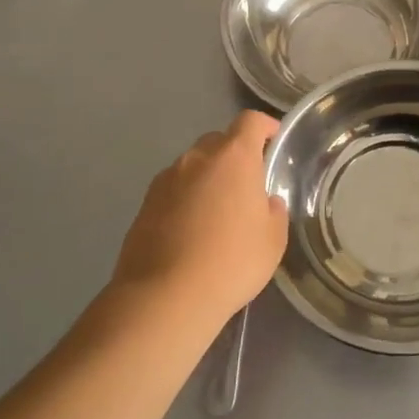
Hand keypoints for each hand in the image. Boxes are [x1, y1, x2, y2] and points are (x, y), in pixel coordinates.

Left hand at [108, 111, 287, 330]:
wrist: (166, 297)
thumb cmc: (232, 262)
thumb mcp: (273, 240)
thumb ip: (273, 211)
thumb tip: (264, 202)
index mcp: (234, 158)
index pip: (250, 121)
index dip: (265, 126)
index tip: (274, 140)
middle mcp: (197, 159)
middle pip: (219, 140)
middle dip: (235, 154)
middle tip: (248, 184)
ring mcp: (166, 180)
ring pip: (193, 166)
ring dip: (208, 178)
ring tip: (218, 211)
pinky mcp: (144, 205)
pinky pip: (173, 190)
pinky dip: (186, 199)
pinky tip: (192, 230)